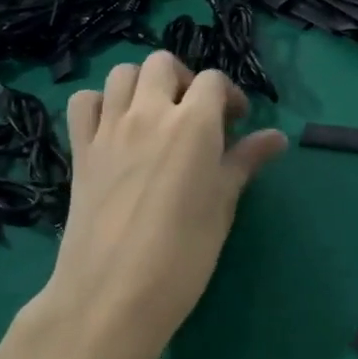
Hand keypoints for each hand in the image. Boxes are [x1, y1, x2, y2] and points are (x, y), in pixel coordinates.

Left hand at [36, 51, 285, 358]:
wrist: (112, 295)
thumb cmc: (183, 254)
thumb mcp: (223, 205)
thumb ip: (246, 161)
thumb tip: (277, 137)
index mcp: (193, 124)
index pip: (212, 80)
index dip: (228, 95)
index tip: (236, 124)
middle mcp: (149, 113)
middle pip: (162, 63)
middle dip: (184, 80)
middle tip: (195, 116)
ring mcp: (109, 129)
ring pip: (122, 73)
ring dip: (143, 84)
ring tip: (156, 116)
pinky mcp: (80, 150)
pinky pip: (84, 103)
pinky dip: (101, 103)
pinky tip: (115, 128)